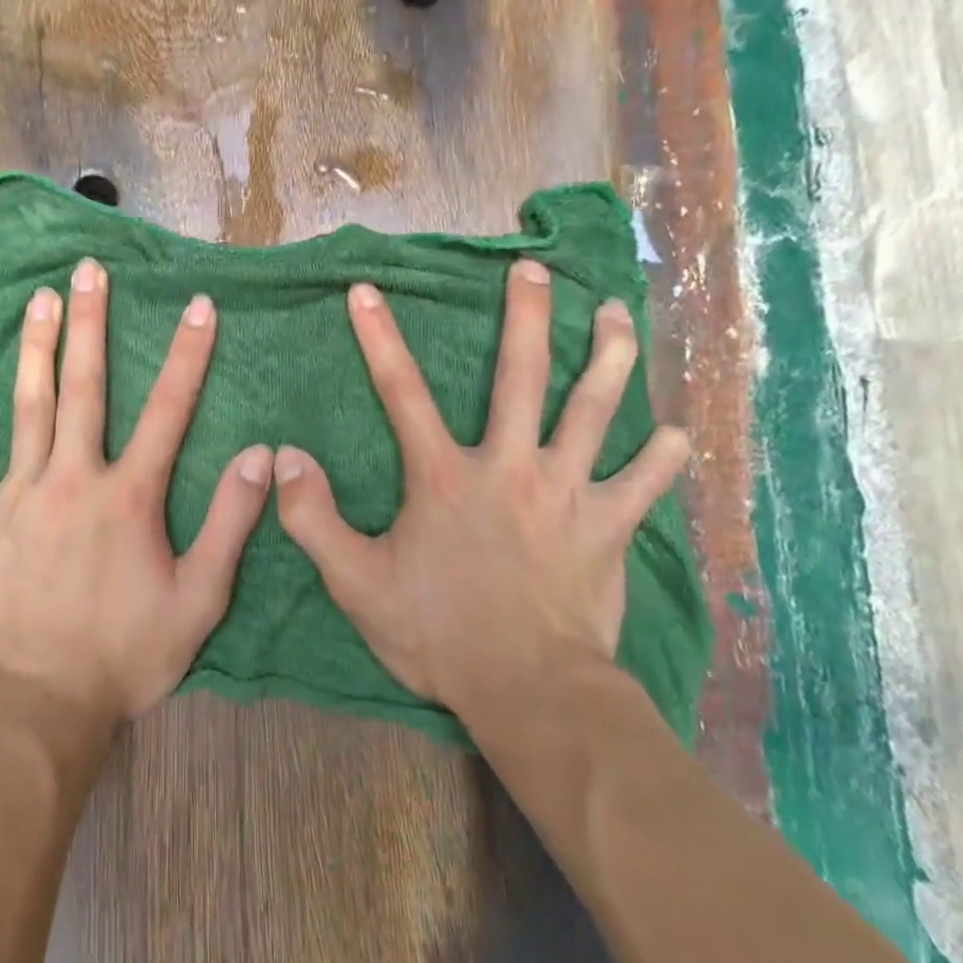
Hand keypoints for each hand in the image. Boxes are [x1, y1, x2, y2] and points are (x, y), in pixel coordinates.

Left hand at [0, 258, 274, 726]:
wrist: (37, 707)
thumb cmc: (125, 655)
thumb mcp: (199, 600)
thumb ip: (231, 523)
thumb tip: (261, 456)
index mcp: (127, 496)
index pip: (168, 409)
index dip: (187, 354)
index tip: (197, 305)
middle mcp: (71, 480)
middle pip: (83, 387)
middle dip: (90, 323)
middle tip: (87, 271)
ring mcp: (15, 498)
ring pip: (25, 409)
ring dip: (35, 351)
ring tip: (37, 302)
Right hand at [274, 259, 688, 719]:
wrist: (529, 691)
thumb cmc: (438, 633)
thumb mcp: (355, 581)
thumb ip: (313, 518)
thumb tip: (287, 457)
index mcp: (445, 476)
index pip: (401, 391)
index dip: (379, 338)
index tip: (367, 292)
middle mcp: (509, 466)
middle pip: (521, 376)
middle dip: (525, 316)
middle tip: (532, 271)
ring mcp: (566, 492)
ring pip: (593, 410)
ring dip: (607, 357)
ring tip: (616, 314)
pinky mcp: (608, 527)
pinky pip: (643, 484)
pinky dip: (661, 458)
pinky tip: (675, 433)